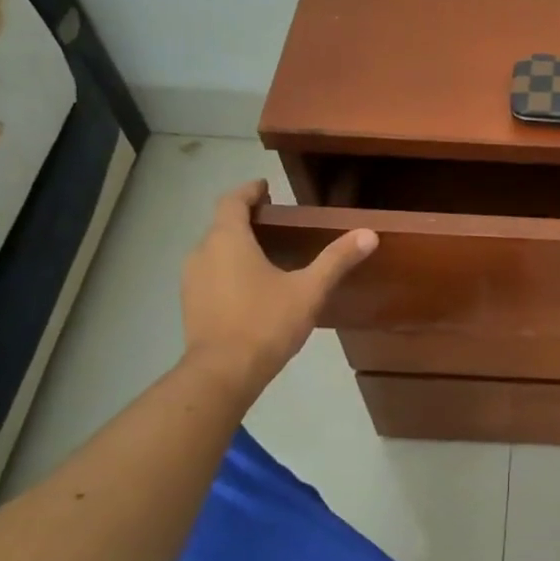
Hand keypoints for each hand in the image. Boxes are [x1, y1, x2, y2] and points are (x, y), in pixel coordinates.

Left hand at [178, 180, 375, 399]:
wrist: (222, 373)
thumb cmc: (265, 323)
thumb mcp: (309, 290)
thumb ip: (336, 260)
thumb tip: (369, 234)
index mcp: (228, 240)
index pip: (232, 201)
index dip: (249, 191)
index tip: (265, 187)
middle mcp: (202, 253)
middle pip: (222, 225)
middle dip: (246, 219)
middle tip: (276, 223)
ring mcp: (191, 280)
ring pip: (214, 251)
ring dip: (236, 246)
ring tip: (267, 254)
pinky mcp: (190, 304)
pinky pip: (210, 274)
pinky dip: (229, 270)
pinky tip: (251, 288)